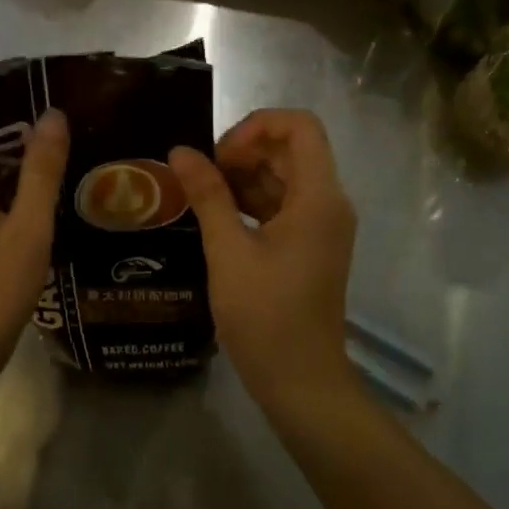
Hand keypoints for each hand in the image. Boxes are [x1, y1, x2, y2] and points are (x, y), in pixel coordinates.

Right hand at [169, 109, 356, 402]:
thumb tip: (181, 151)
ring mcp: (321, 225)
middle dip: (244, 151)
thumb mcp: (228, 251)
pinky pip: (282, 203)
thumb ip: (207, 194)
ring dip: (244, 176)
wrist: (301, 382)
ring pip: (284, 176)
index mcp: (319, 197)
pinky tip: (216, 215)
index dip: (257, 126)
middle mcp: (328, 202)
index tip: (220, 155)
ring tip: (201, 194)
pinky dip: (250, 200)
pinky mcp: (309, 244)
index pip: (300, 126)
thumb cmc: (266, 316)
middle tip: (202, 176)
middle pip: (290, 149)